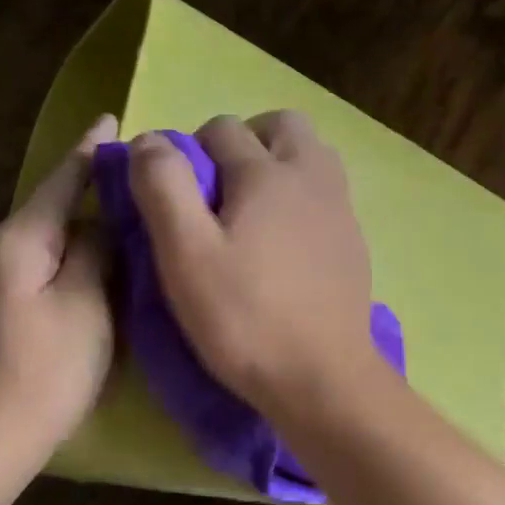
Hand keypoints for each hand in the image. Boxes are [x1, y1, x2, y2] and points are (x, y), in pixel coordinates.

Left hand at [0, 115, 117, 453]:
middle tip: (139, 181)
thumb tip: (104, 222)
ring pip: (46, 237)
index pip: (60, 181)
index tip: (113, 120)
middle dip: (90, 190)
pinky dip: (70, 255)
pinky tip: (96, 263)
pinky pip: (40, 263)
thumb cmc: (45, 370)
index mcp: (18, 240)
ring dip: (83, 226)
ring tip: (126, 219)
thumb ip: (98, 252)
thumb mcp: (87, 305)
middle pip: (50, 207)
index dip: (90, 151)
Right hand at [129, 111, 381, 416]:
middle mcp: (313, 177)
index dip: (190, 151)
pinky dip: (302, 200)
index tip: (176, 195)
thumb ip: (164, 187)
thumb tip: (150, 140)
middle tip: (219, 190)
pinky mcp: (355, 243)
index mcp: (268, 173)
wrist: (322, 377)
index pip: (222, 128)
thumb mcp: (185, 253)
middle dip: (245, 142)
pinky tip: (284, 246)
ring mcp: (341, 210)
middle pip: (281, 126)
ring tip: (251, 213)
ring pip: (312, 156)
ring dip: (279, 166)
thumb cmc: (245, 318)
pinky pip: (327, 196)